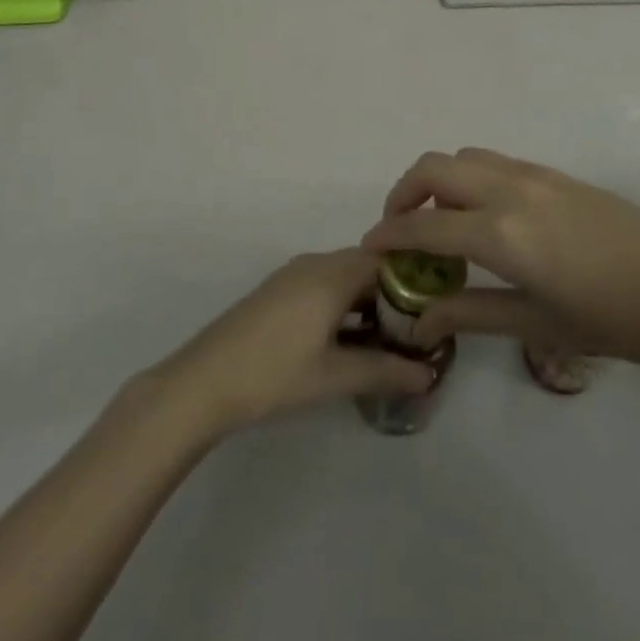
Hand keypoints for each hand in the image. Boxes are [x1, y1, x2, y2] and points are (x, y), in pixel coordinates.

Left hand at [152, 250, 433, 433]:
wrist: (204, 381)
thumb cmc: (274, 373)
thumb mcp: (334, 376)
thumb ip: (384, 370)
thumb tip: (428, 374)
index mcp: (331, 273)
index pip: (385, 259)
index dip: (413, 279)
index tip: (435, 308)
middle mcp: (314, 264)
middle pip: (365, 267)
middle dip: (393, 295)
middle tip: (418, 331)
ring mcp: (292, 277)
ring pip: (343, 279)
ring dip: (367, 303)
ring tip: (391, 341)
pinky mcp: (277, 293)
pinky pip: (323, 288)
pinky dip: (343, 307)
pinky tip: (351, 341)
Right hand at [360, 148, 639, 372]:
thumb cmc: (616, 321)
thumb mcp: (539, 325)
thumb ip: (472, 314)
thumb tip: (420, 319)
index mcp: (501, 232)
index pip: (424, 225)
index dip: (389, 235)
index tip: (368, 248)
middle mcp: (509, 190)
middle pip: (434, 168)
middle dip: (404, 193)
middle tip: (400, 230)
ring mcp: (533, 174)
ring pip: (463, 157)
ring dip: (438, 181)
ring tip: (439, 222)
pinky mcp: (553, 173)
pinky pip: (492, 161)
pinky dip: (468, 178)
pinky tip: (483, 216)